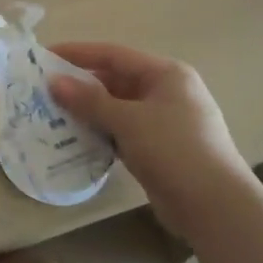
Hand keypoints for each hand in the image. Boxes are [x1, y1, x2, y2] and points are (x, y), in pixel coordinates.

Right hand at [49, 42, 250, 239]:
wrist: (217, 209)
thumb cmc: (174, 150)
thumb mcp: (128, 120)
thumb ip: (89, 100)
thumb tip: (53, 82)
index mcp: (166, 74)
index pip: (113, 54)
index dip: (77, 53)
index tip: (45, 56)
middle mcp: (167, 91)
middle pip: (115, 80)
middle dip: (81, 85)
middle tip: (45, 89)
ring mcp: (165, 121)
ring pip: (118, 107)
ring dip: (89, 111)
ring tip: (54, 114)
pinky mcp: (161, 148)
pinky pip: (123, 130)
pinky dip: (102, 131)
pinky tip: (77, 138)